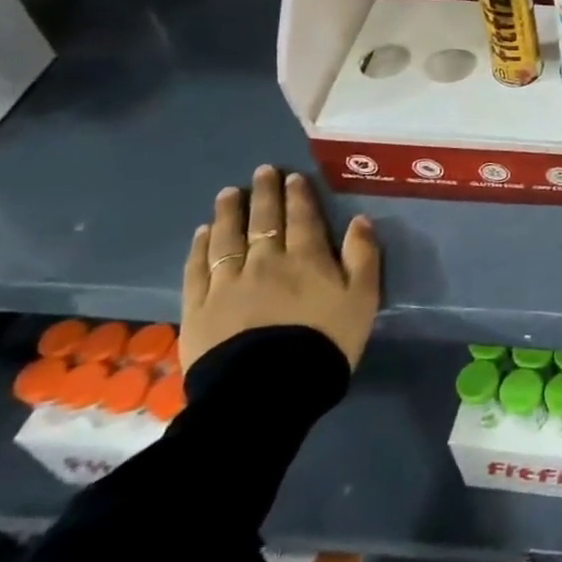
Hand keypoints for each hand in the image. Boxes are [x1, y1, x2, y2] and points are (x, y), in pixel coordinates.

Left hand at [180, 165, 380, 370]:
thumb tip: (360, 220)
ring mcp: (227, 283)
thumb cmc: (325, 342)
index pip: (302, 218)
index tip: (292, 177)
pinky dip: (200, 247)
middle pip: (263, 220)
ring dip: (229, 212)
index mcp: (307, 258)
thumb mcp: (362, 298)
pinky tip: (203, 233)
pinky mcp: (199, 308)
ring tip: (229, 193)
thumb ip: (363, 256)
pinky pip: (197, 268)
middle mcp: (265, 261)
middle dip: (264, 194)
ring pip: (227, 238)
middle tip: (261, 172)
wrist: (268, 389)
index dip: (298, 196)